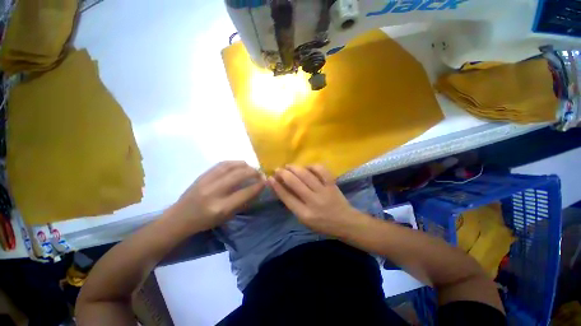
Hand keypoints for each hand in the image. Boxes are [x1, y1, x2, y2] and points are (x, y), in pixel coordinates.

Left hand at [169, 161, 264, 231]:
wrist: (179, 218)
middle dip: (254, 172)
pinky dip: (234, 162)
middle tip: (260, 174)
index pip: (246, 192)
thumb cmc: (205, 222)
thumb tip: (256, 189)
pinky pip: (221, 164)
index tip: (266, 182)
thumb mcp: (226, 217)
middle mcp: (215, 192)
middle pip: (240, 175)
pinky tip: (239, 164)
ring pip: (231, 166)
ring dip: (245, 165)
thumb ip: (243, 203)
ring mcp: (207, 181)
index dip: (259, 185)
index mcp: (221, 207)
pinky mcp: (202, 175)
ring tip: (251, 168)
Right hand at [268, 165, 358, 236]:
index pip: (287, 197)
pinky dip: (312, 166)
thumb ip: (294, 205)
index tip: (270, 178)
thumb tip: (282, 188)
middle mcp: (313, 201)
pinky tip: (306, 166)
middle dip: (283, 174)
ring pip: (306, 175)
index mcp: (304, 214)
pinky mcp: (332, 184)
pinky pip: (321, 170)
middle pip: (294, 183)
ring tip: (288, 165)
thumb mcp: (305, 220)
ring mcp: (324, 191)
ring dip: (294, 168)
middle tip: (278, 169)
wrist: (345, 222)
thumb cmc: (322, 224)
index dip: (277, 186)